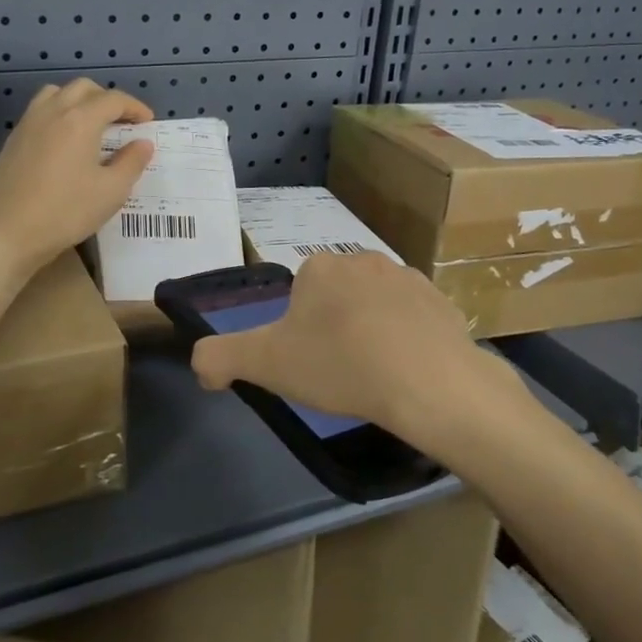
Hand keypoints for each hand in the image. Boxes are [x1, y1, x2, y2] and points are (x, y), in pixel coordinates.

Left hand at [0, 79, 153, 274]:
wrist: (5, 233)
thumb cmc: (65, 212)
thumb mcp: (111, 192)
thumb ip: (131, 163)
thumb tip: (143, 144)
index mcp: (80, 120)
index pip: (113, 99)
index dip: (135, 107)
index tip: (147, 122)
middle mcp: (53, 111)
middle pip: (84, 88)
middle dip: (107, 99)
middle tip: (122, 122)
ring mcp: (28, 123)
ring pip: (57, 94)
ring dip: (79, 101)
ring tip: (92, 126)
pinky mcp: (13, 140)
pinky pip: (40, 111)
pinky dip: (59, 114)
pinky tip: (65, 143)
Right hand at [189, 253, 513, 461]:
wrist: (428, 382)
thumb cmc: (340, 365)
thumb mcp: (265, 364)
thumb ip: (219, 357)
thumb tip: (200, 364)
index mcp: (319, 267)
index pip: (297, 297)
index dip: (297, 333)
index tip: (308, 365)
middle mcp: (362, 259)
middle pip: (336, 298)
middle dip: (333, 328)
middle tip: (339, 373)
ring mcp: (407, 276)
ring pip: (374, 306)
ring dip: (370, 331)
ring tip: (375, 375)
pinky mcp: (441, 300)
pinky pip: (413, 319)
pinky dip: (406, 340)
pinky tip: (408, 371)